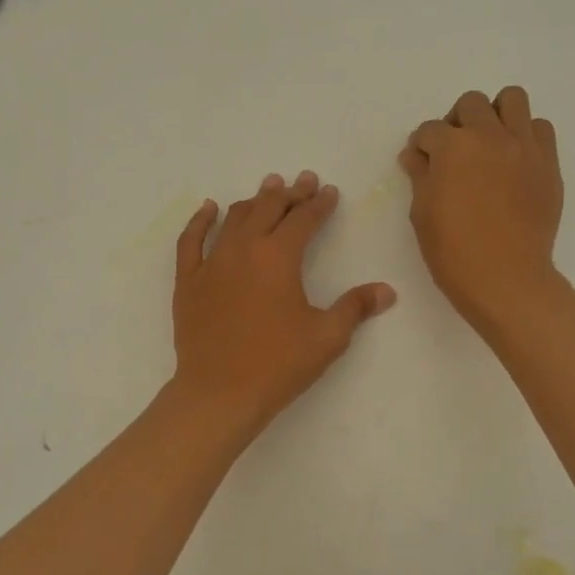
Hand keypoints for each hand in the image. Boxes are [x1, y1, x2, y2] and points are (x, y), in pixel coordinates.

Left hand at [171, 170, 395, 435]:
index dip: (319, 204)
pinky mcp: (188, 281)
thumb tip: (386, 291)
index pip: (304, 219)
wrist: (220, 393)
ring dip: (253, 200)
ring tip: (267, 188)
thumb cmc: (278, 364)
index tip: (329, 193)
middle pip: (268, 209)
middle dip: (290, 193)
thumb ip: (355, 307)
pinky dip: (200, 221)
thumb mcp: (327, 337)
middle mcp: (244, 249)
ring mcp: (211, 263)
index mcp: (279, 257)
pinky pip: (190, 241)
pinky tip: (208, 208)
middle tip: (304, 181)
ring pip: (234, 219)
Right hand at [400, 87, 563, 331]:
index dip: (421, 146)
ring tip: (489, 144)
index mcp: (453, 147)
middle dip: (456, 122)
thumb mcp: (422, 214)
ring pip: (512, 99)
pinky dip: (525, 135)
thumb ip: (420, 176)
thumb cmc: (454, 252)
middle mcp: (490, 136)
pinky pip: (540, 128)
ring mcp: (524, 147)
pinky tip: (514, 161)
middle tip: (454, 151)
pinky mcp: (548, 163)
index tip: (421, 162)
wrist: (506, 278)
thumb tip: (415, 156)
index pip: (430, 130)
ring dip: (496, 115)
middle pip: (471, 104)